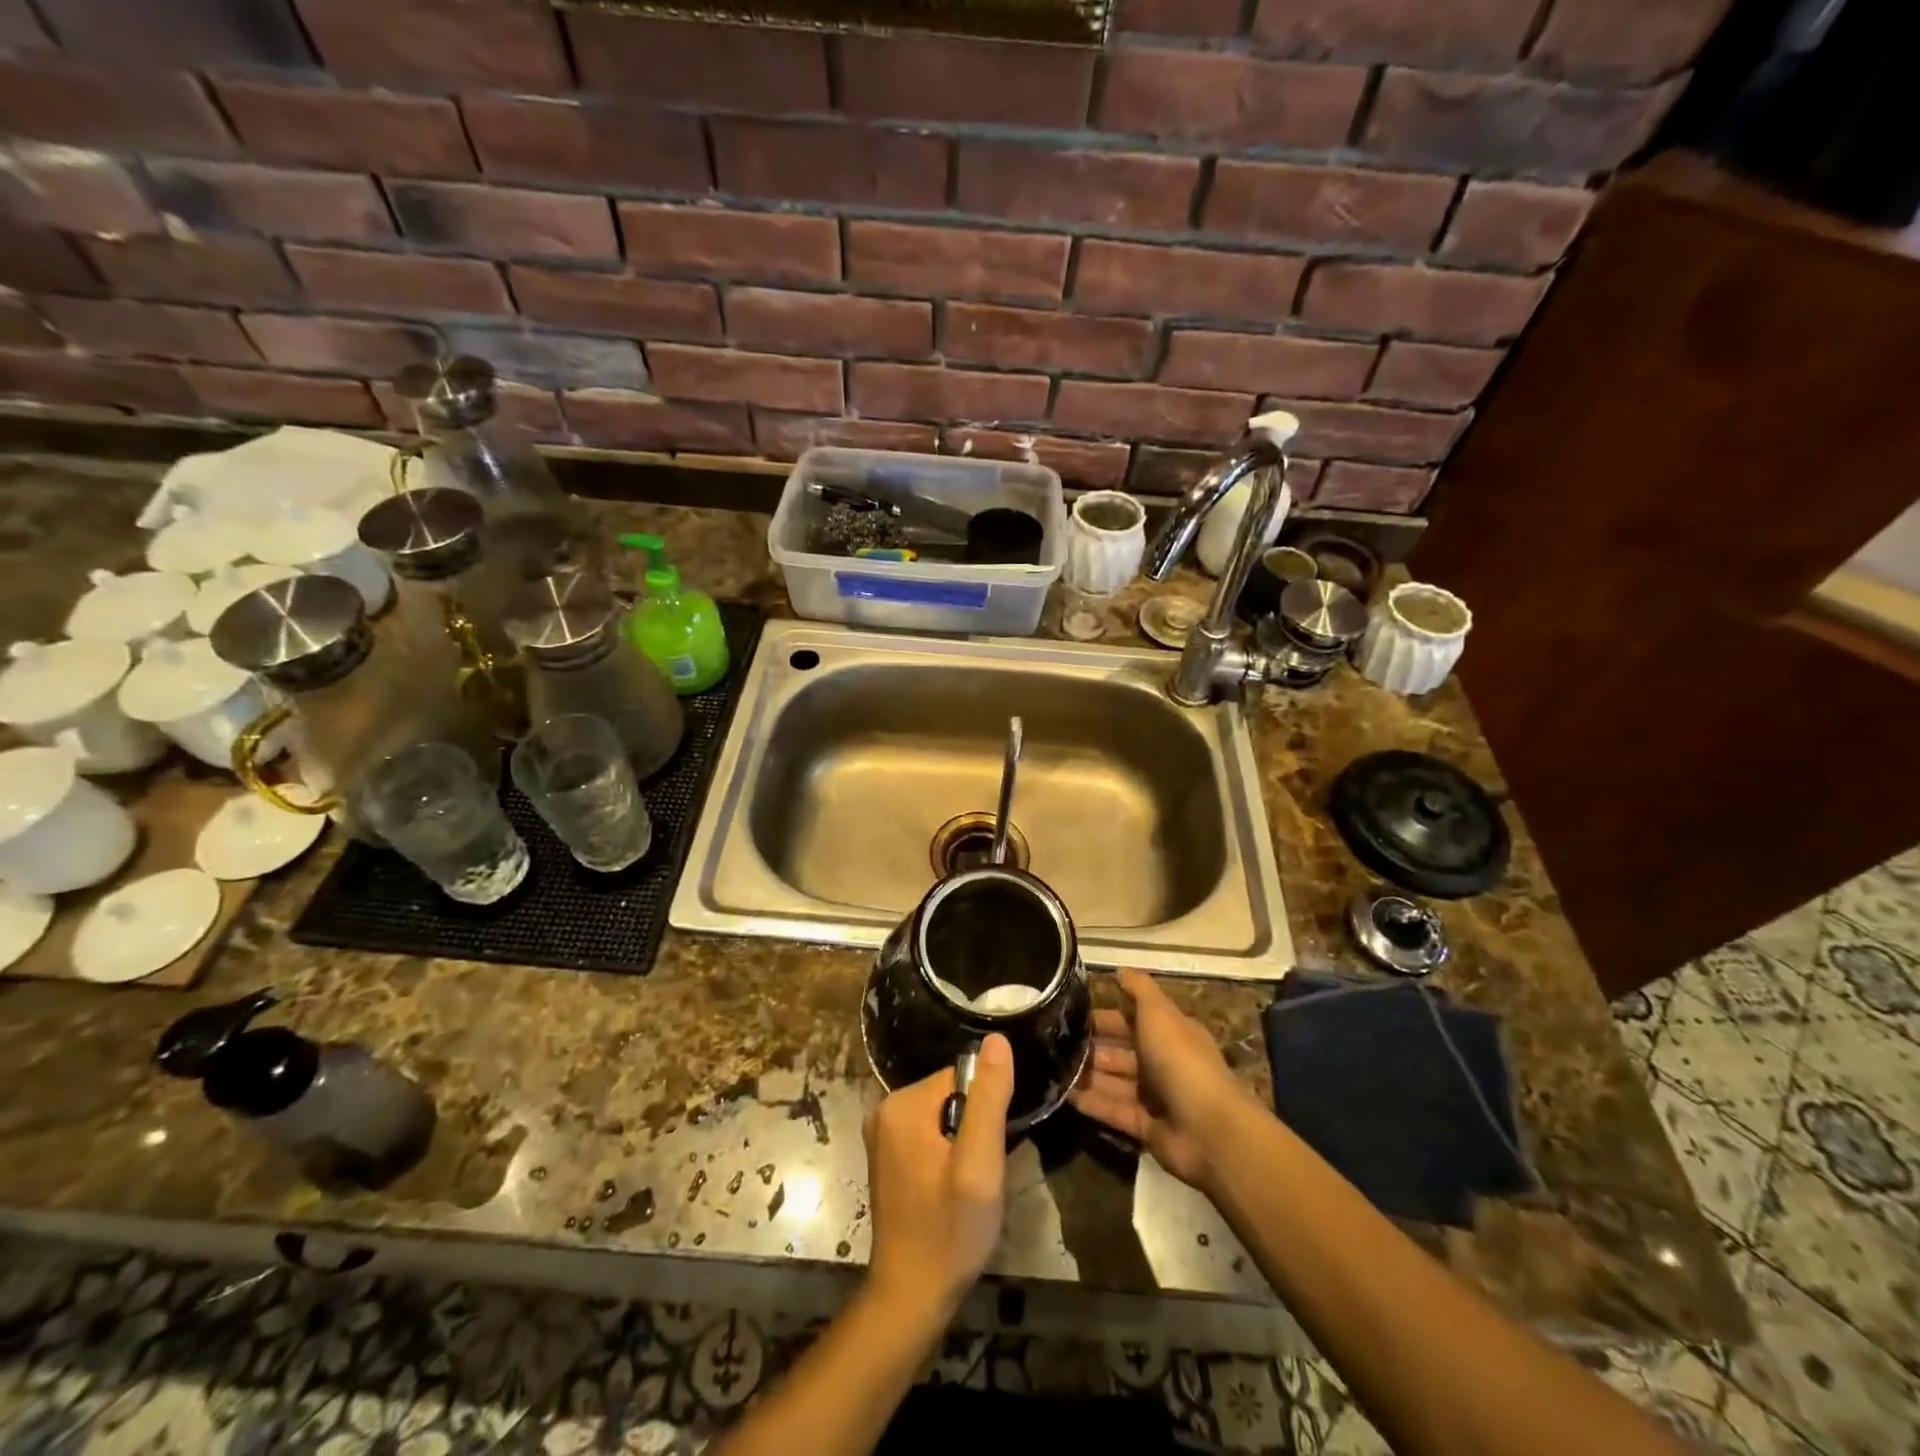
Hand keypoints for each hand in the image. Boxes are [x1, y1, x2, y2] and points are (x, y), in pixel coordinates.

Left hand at [864, 1033, 1013, 1314]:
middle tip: (981, 1172)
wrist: (911, 1296)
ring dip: (963, 1142)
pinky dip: (947, 1153)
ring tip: (968, 1184)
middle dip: (974, 1126)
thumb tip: (996, 1039)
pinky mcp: (888, 1155)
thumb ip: (989, 1098)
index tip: (990, 1149)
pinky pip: (929, 1133)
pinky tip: (952, 1189)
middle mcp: (885, 1108)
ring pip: (943, 1115)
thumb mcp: (980, 1164)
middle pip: (951, 1095)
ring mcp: (883, 1133)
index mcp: (903, 1104)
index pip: (961, 1078)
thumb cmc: (950, 1231)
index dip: (985, 1110)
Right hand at [1071, 967, 1253, 1190]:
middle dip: (1090, 1046)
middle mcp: (1161, 1062)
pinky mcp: (1145, 1126)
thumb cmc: (1181, 1060)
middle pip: (1120, 1050)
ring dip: (1086, 1074)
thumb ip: (1139, 989)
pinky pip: (1113, 1110)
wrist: (1209, 1129)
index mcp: (1168, 1032)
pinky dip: (1091, 1103)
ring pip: (1113, 1080)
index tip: (1070, 1012)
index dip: (1104, 1015)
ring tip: (1051, 1068)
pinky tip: (1063, 1095)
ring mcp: (1154, 1096)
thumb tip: (1119, 969)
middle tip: (1053, 1042)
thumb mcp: (1159, 1013)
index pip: (1131, 1019)